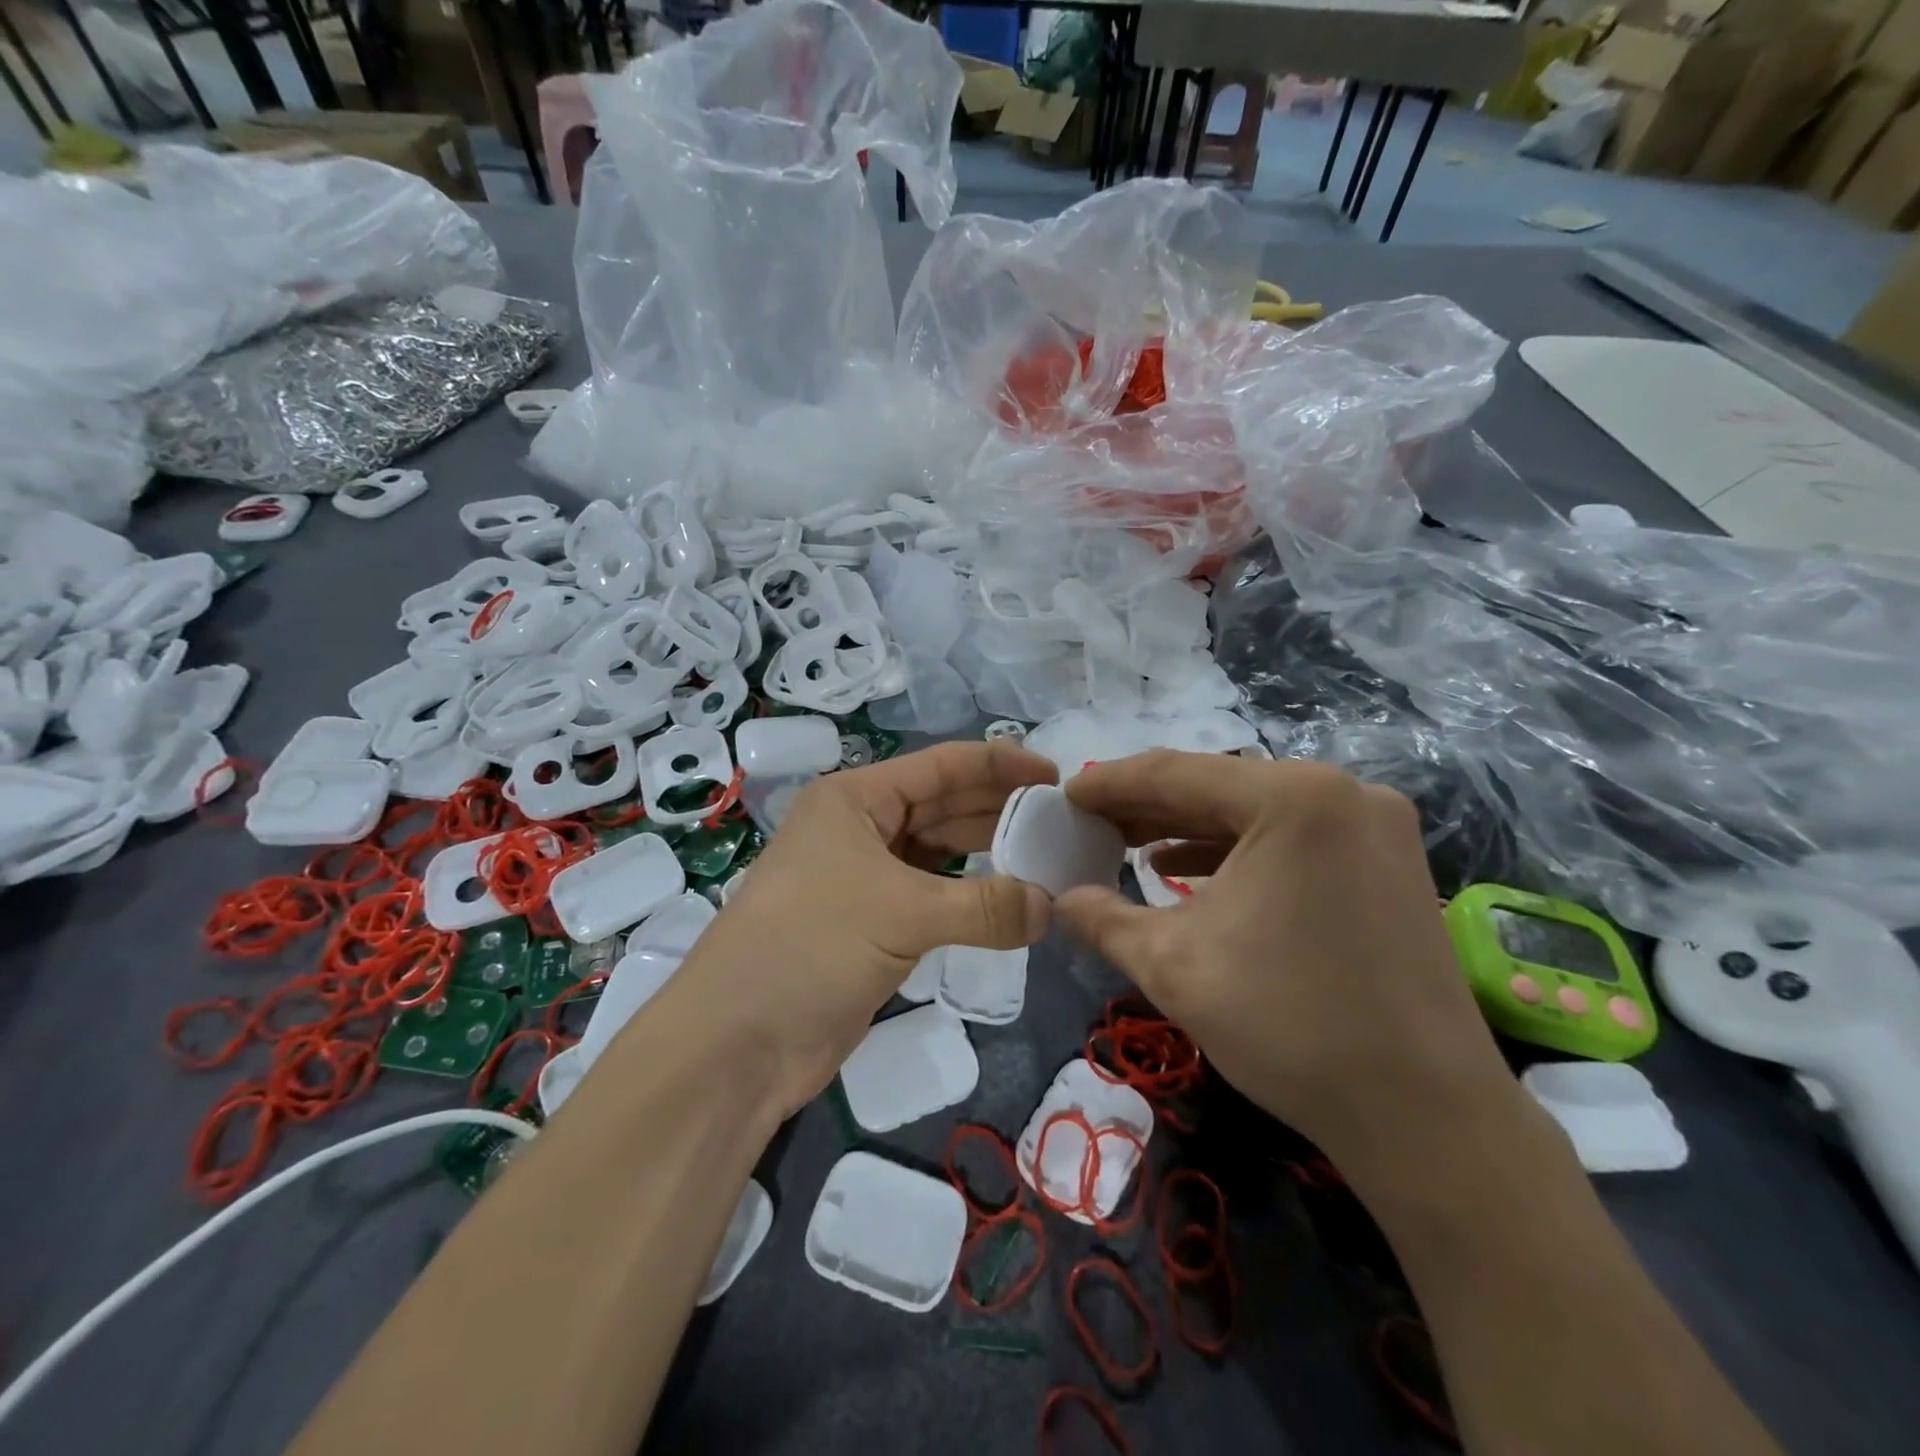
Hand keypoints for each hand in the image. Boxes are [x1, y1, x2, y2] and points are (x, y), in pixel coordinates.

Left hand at [659, 741, 1057, 1119]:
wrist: (738, 1042)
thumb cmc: (812, 946)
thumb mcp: (901, 913)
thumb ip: (985, 906)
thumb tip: (1051, 906)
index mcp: (856, 799)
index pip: (941, 766)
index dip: (999, 765)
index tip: (1056, 776)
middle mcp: (860, 828)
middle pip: (943, 806)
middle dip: (999, 810)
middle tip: (1063, 821)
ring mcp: (865, 878)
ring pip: (940, 853)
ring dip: (988, 855)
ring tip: (1048, 858)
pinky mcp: (873, 925)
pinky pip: (934, 898)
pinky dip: (971, 899)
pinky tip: (1011, 903)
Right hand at [1054, 751, 1521, 1180]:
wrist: (1427, 1117)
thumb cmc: (1290, 1026)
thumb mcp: (1173, 966)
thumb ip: (1103, 919)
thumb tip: (1058, 899)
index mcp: (1293, 798)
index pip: (1177, 773)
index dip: (1111, 785)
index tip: (1065, 796)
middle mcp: (1341, 791)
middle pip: (1219, 786)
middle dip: (1147, 806)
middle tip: (1088, 822)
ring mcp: (1373, 824)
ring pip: (1255, 811)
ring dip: (1188, 827)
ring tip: (1126, 845)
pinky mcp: (1387, 861)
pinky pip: (1291, 837)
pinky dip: (1235, 850)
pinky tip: (1186, 870)